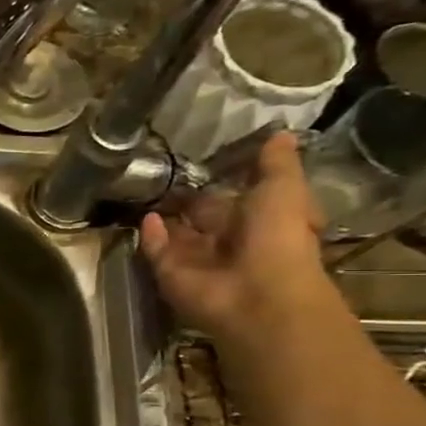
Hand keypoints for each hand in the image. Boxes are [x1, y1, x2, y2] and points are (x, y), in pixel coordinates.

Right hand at [140, 132, 331, 343]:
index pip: (234, 199)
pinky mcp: (169, 272)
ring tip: (141, 189)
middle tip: (161, 174)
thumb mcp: (284, 189)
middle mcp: (225, 242)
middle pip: (200, 218)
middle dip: (185, 200)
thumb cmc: (277, 237)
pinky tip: (144, 216)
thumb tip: (280, 132)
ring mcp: (195, 259)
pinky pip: (155, 250)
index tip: (201, 161)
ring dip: (162, 216)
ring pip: (174, 234)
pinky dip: (149, 235)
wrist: (256, 292)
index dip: (221, 182)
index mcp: (257, 222)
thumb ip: (275, 164)